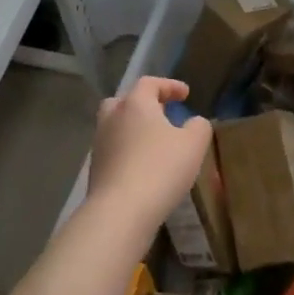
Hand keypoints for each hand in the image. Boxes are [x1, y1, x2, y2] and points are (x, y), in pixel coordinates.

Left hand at [87, 76, 211, 226]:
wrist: (120, 211)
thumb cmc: (160, 169)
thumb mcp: (193, 145)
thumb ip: (198, 127)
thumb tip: (194, 122)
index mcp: (135, 104)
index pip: (150, 83)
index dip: (169, 86)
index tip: (185, 94)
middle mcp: (112, 118)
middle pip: (124, 102)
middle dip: (143, 105)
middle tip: (161, 114)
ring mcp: (99, 143)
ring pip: (116, 126)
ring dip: (133, 129)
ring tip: (154, 143)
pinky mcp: (95, 168)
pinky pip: (113, 150)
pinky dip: (127, 151)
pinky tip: (143, 166)